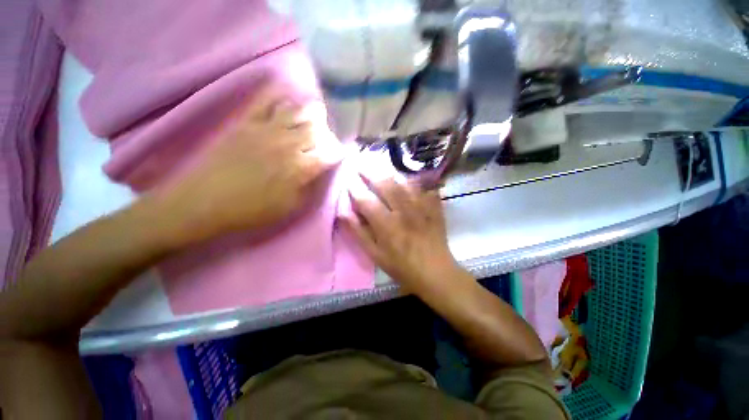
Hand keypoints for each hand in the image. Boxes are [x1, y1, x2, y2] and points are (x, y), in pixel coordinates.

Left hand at [161, 83, 342, 242]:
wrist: (204, 201)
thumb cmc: (251, 210)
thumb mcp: (290, 207)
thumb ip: (309, 188)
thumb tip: (319, 173)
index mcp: (300, 168)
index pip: (330, 154)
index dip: (338, 153)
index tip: (340, 155)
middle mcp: (288, 144)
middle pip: (317, 129)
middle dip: (327, 132)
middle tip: (326, 138)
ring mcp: (267, 129)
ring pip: (298, 110)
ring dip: (311, 111)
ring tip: (314, 115)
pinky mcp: (246, 121)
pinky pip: (266, 99)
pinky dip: (279, 93)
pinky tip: (288, 92)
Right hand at [340, 175, 461, 294]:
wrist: (435, 272)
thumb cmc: (401, 267)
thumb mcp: (375, 255)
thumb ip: (359, 232)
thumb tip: (343, 213)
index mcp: (386, 225)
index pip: (366, 200)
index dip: (355, 189)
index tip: (348, 180)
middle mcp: (403, 211)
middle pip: (385, 185)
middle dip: (370, 172)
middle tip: (361, 163)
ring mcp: (421, 207)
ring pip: (403, 182)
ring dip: (390, 173)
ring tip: (380, 166)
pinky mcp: (434, 207)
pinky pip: (423, 187)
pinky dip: (413, 181)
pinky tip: (407, 178)